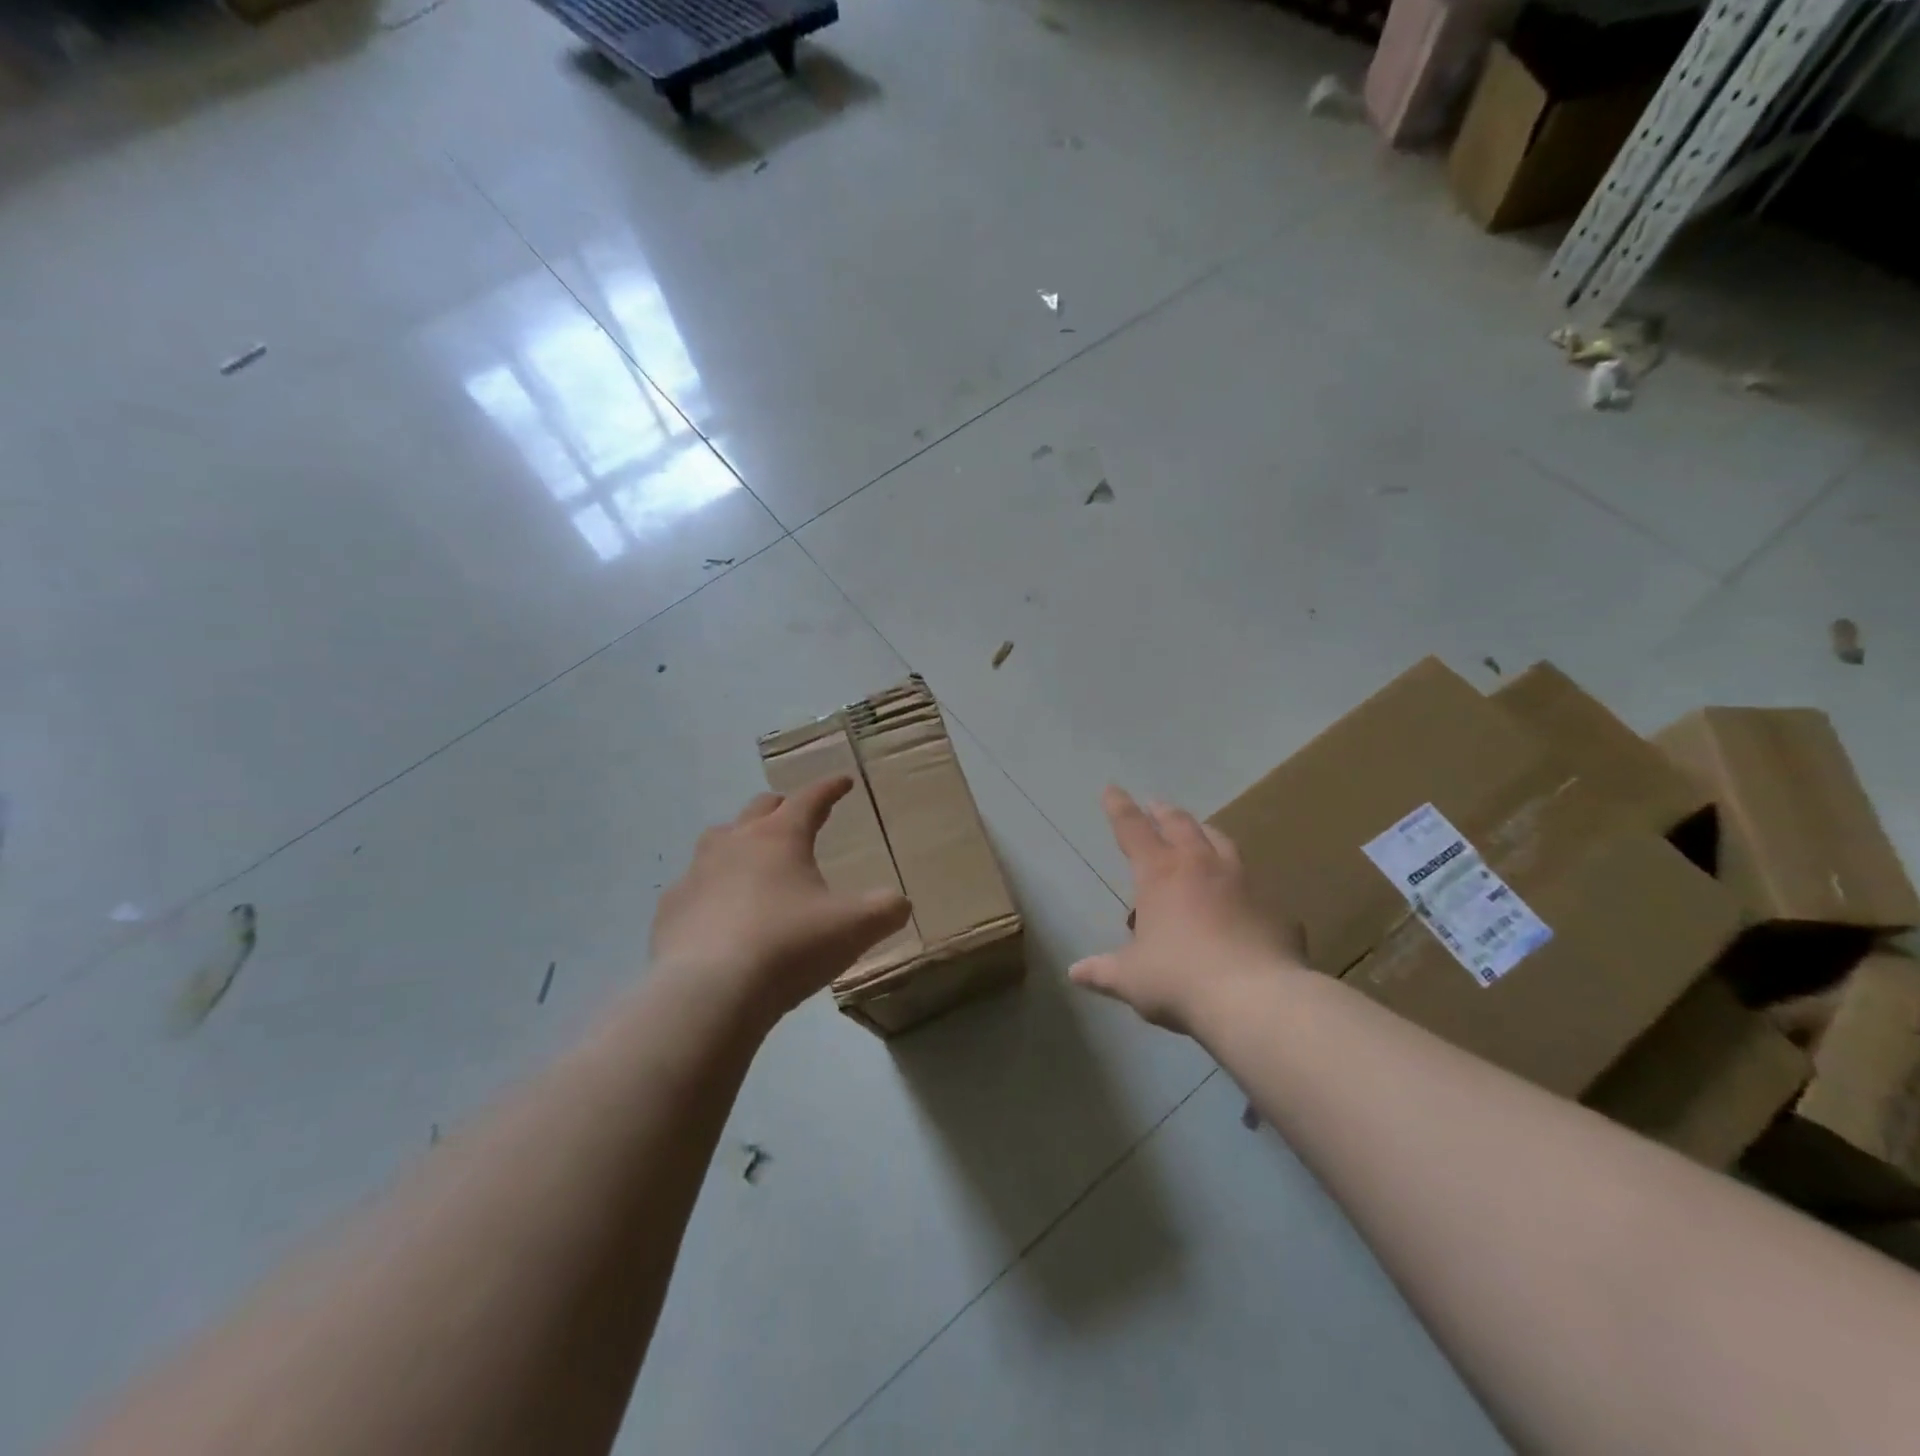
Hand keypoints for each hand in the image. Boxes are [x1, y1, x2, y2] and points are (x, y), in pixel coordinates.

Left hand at [651, 778, 911, 1022]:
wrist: (709, 993)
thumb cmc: (789, 947)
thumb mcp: (855, 928)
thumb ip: (886, 910)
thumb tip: (899, 903)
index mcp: (780, 837)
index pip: (810, 799)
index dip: (829, 789)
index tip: (843, 783)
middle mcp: (735, 843)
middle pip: (760, 809)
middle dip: (783, 807)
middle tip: (797, 815)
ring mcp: (696, 874)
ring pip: (718, 839)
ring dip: (739, 840)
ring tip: (752, 857)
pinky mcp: (670, 909)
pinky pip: (692, 886)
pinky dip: (709, 888)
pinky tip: (716, 912)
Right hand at [1070, 786, 1303, 1032]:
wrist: (1257, 1000)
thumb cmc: (1179, 980)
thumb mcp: (1131, 979)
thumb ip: (1103, 972)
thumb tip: (1075, 972)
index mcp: (1160, 874)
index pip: (1133, 830)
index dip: (1119, 808)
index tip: (1112, 789)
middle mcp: (1201, 866)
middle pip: (1180, 825)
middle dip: (1164, 812)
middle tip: (1156, 806)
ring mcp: (1244, 883)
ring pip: (1222, 843)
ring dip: (1205, 833)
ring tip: (1200, 833)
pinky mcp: (1275, 909)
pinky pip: (1255, 887)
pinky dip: (1242, 886)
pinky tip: (1243, 901)